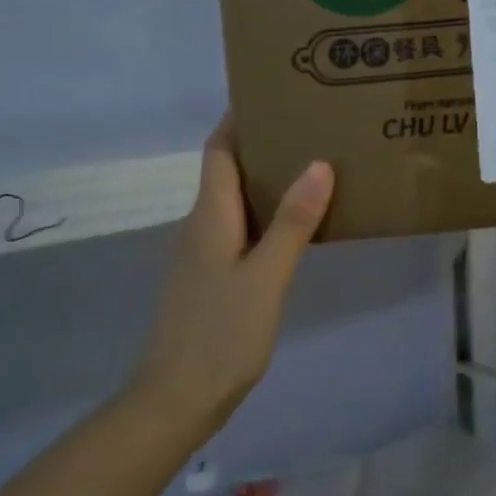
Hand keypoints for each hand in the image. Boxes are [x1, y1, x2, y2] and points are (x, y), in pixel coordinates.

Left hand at [128, 118, 333, 441]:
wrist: (176, 401)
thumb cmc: (221, 333)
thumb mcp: (267, 275)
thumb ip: (293, 221)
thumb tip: (319, 163)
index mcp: (210, 216)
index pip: (219, 150)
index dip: (238, 119)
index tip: (272, 94)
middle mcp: (201, 226)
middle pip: (228, 170)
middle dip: (263, 144)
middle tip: (310, 127)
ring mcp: (203, 253)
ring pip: (236, 200)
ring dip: (267, 179)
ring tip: (314, 166)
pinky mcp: (211, 277)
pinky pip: (241, 228)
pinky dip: (266, 213)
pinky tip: (298, 224)